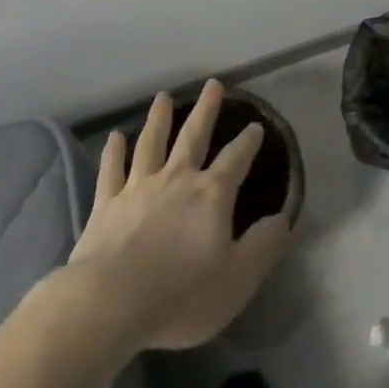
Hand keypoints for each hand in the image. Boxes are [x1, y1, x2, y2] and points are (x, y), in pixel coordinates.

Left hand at [68, 80, 292, 351]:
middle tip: (213, 84)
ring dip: (159, 119)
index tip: (255, 126)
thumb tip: (282, 218)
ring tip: (163, 97)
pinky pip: (111, 170)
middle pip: (194, 136)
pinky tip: (114, 137)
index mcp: (212, 194)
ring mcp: (138, 188)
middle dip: (206, 110)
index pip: (236, 158)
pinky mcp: (106, 204)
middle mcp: (177, 179)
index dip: (248, 141)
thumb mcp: (238, 278)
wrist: (109, 303)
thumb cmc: (181, 294)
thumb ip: (264, 245)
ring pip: (151, 143)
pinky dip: (113, 152)